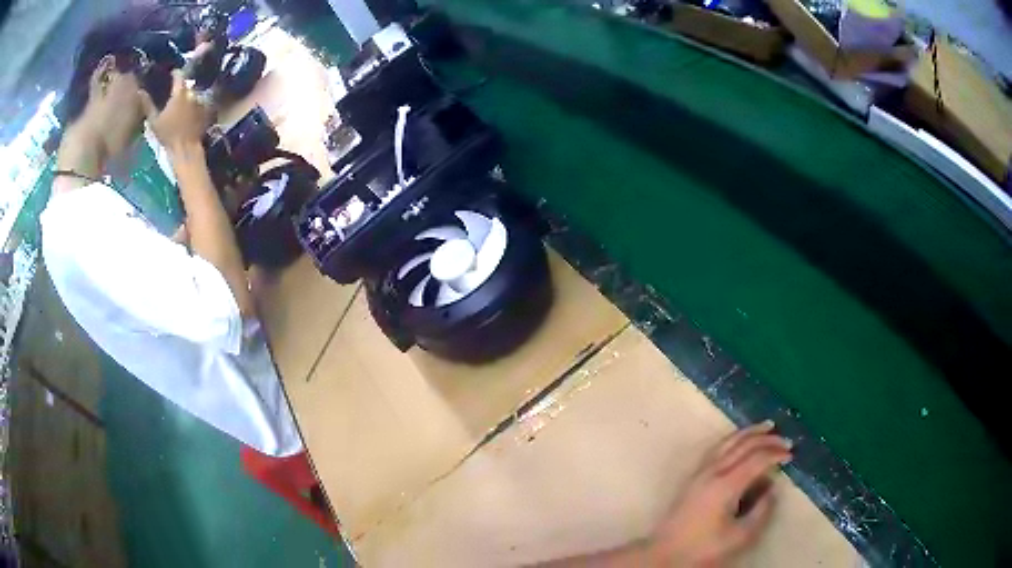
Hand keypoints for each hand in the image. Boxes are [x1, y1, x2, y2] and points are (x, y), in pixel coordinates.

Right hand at [139, 70, 210, 155]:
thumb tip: (140, 91)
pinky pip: (199, 102)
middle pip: (186, 85)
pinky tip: (188, 112)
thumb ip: (148, 105)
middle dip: (180, 87)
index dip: (175, 73)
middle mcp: (192, 93)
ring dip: (187, 96)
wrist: (185, 148)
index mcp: (179, 93)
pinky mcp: (206, 110)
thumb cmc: (167, 135)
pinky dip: (194, 104)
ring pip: (193, 93)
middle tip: (173, 92)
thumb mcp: (154, 121)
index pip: (179, 76)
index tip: (171, 73)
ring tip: (180, 103)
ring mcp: (200, 101)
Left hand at [648, 421, 792, 566]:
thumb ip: (761, 511)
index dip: (776, 454)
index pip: (756, 459)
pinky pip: (717, 449)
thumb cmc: (703, 549)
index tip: (792, 454)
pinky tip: (740, 442)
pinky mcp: (692, 478)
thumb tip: (772, 488)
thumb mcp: (739, 537)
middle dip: (766, 439)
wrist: (664, 555)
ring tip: (766, 426)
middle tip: (786, 439)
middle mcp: (712, 472)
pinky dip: (733, 439)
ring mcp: (699, 473)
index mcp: (725, 485)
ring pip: (727, 442)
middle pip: (742, 445)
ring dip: (748, 433)